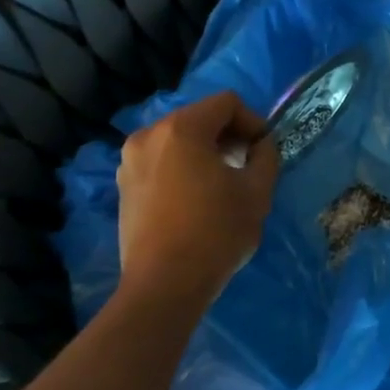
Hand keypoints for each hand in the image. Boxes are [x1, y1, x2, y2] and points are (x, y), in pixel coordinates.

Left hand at [117, 91, 279, 308]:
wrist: (164, 286)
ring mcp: (130, 160)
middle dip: (227, 136)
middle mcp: (149, 135)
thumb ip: (266, 156)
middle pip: (199, 117)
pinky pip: (160, 161)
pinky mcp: (123, 186)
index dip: (253, 121)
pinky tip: (194, 199)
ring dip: (204, 152)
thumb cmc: (215, 233)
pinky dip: (181, 168)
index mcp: (182, 128)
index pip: (226, 103)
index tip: (263, 151)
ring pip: (178, 139)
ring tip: (220, 184)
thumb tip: (261, 145)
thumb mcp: (257, 192)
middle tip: (246, 166)